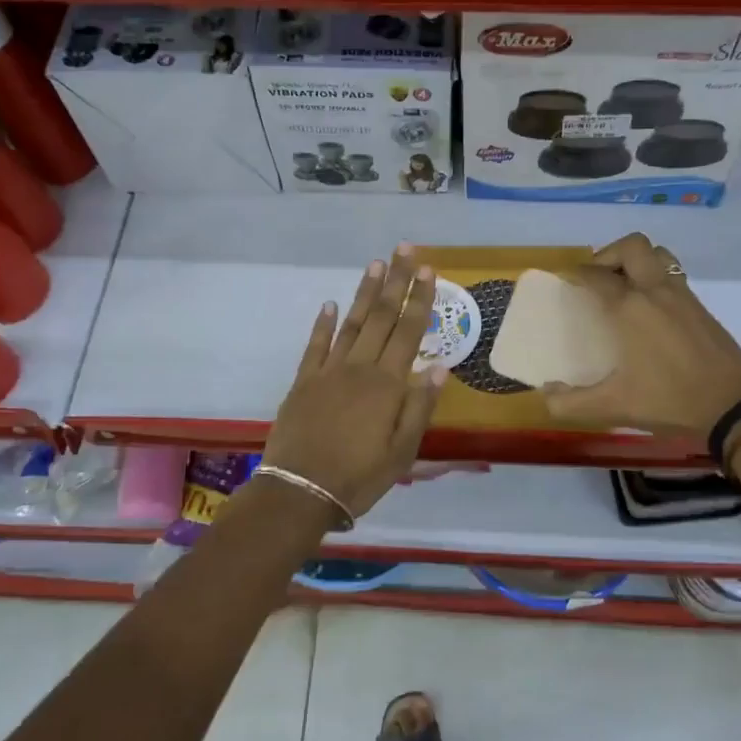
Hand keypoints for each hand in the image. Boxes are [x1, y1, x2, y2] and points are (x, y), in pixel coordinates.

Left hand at [263, 244, 445, 517]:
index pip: (409, 332)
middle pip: (381, 317)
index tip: (427, 269)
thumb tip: (440, 367)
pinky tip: (330, 305)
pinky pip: (315, 345)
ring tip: (375, 264)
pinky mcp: (304, 381)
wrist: (301, 490)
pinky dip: (323, 323)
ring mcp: (328, 371)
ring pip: (351, 323)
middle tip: (404, 249)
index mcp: (387, 385)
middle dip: (395, 281)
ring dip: (364, 292)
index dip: (419, 299)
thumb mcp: (403, 452)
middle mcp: (359, 368)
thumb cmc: (360, 476)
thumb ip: (420, 407)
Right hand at [541, 233, 740, 437]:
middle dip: (608, 254)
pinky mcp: (700, 307)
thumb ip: (571, 403)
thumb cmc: (669, 400)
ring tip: (623, 285)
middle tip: (597, 278)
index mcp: (629, 308)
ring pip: (658, 254)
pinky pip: (673, 274)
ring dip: (636, 260)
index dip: (576, 274)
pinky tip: (650, 309)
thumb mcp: (613, 407)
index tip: (565, 281)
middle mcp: (655, 291)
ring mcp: (682, 295)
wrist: (733, 406)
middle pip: (631, 246)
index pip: (595, 275)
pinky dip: (656, 277)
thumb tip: (546, 395)